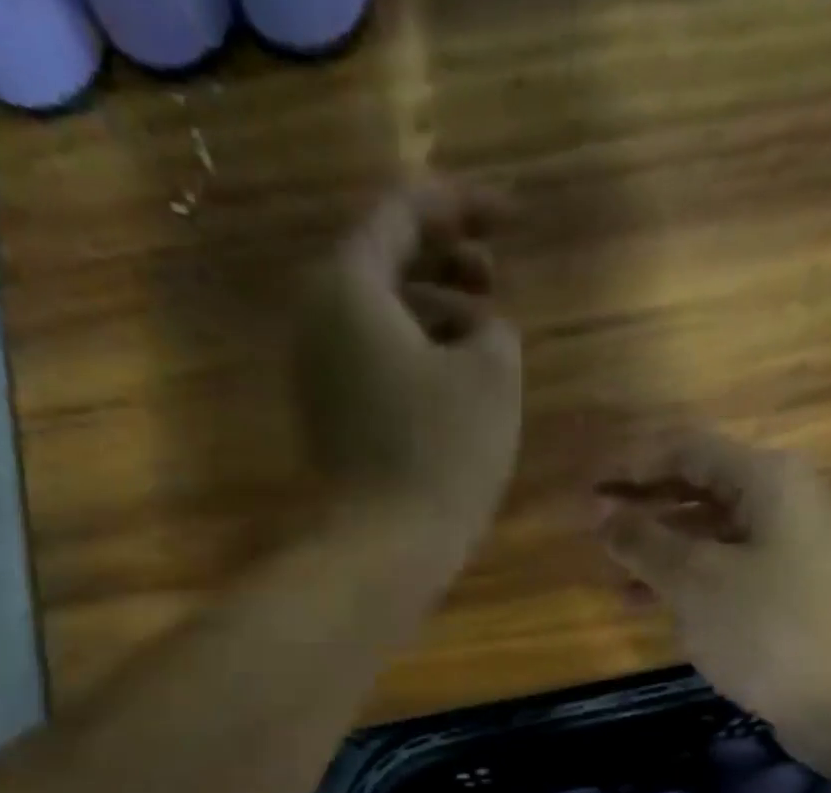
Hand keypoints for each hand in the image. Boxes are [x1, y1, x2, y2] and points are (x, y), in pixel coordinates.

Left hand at [295, 179, 523, 534]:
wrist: (383, 549)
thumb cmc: (441, 453)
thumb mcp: (493, 375)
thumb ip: (494, 328)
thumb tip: (480, 332)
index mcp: (349, 287)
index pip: (403, 211)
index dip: (463, 205)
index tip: (513, 218)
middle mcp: (317, 319)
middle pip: (384, 261)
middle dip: (446, 259)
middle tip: (496, 278)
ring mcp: (317, 373)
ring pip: (380, 315)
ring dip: (435, 310)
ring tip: (486, 334)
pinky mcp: (329, 417)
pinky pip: (374, 360)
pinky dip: (416, 352)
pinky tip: (456, 380)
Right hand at [596, 430, 830, 736]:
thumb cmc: (769, 627)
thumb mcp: (695, 581)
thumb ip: (643, 542)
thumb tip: (600, 512)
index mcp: (766, 479)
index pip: (686, 450)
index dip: (632, 464)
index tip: (587, 488)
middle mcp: (781, 502)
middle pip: (699, 487)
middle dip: (644, 507)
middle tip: (593, 530)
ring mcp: (787, 549)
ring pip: (709, 534)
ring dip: (660, 549)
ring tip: (613, 574)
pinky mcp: (786, 592)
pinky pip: (724, 569)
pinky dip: (686, 580)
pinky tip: (650, 603)